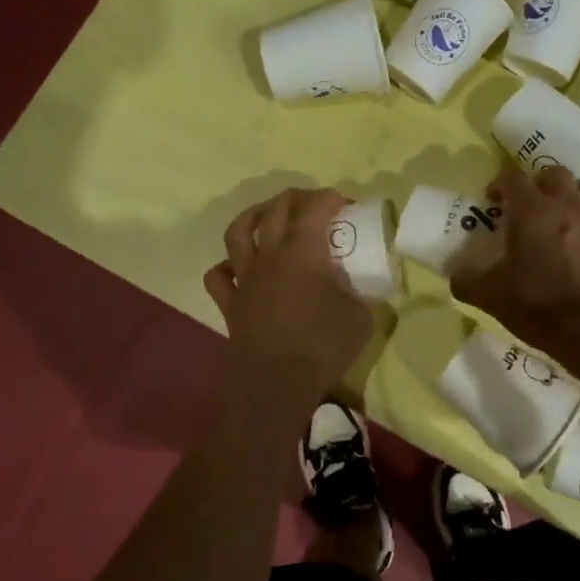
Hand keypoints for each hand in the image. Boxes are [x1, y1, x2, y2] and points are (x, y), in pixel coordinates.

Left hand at [204, 188, 373, 395]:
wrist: (276, 382)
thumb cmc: (322, 345)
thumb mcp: (360, 317)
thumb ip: (359, 294)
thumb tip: (356, 289)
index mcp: (304, 251)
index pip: (315, 208)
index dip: (331, 198)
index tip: (346, 205)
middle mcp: (270, 255)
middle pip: (275, 210)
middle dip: (296, 198)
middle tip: (312, 203)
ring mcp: (245, 278)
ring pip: (238, 232)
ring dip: (253, 216)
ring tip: (266, 216)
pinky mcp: (230, 303)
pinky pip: (219, 276)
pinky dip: (226, 266)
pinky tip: (238, 267)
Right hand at [451, 166, 579, 361]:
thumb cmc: (539, 307)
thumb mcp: (490, 297)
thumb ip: (467, 281)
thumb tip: (455, 276)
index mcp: (531, 211)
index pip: (513, 178)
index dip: (500, 184)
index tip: (494, 200)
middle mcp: (568, 205)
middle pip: (554, 174)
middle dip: (539, 184)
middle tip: (529, 206)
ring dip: (572, 195)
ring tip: (563, 215)